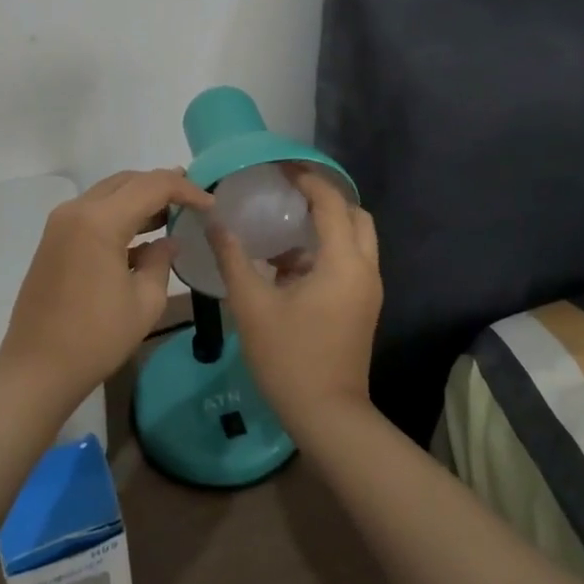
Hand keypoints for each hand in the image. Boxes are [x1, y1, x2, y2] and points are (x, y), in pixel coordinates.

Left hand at [0, 168, 212, 406]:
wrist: (36, 370)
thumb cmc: (96, 338)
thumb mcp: (145, 302)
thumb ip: (161, 260)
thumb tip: (167, 241)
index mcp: (100, 221)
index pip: (152, 186)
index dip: (186, 189)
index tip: (210, 204)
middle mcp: (77, 210)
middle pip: (128, 181)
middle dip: (162, 185)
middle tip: (193, 198)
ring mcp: (61, 224)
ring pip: (109, 193)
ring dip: (140, 197)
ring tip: (173, 211)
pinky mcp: (54, 240)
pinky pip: (94, 212)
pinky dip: (120, 214)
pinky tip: (142, 235)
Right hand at [210, 168, 381, 437]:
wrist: (328, 416)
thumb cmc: (289, 358)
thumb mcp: (252, 306)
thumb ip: (233, 258)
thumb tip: (215, 222)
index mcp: (343, 262)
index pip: (331, 202)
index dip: (307, 179)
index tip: (280, 167)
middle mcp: (364, 269)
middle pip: (355, 215)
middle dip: (325, 198)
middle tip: (288, 191)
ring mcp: (367, 290)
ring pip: (356, 239)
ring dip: (326, 225)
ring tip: (284, 223)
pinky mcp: (362, 306)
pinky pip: (350, 262)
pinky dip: (326, 250)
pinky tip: (288, 264)